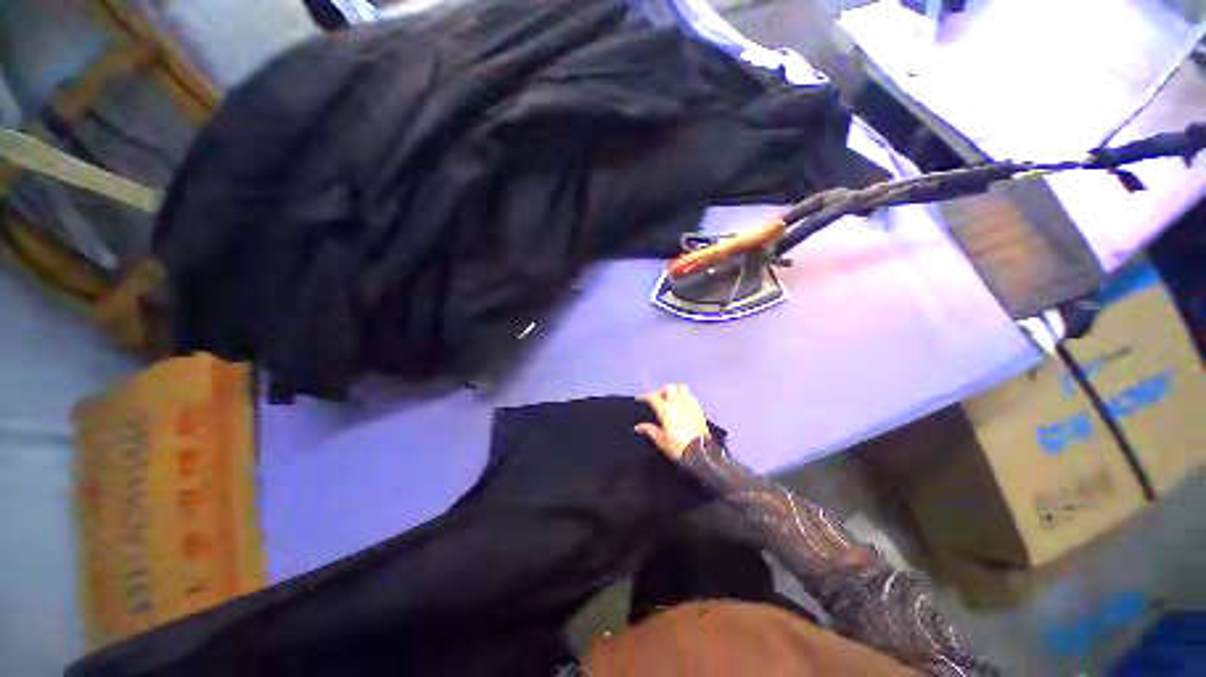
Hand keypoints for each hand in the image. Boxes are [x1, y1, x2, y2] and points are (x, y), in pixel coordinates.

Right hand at [635, 383, 709, 459]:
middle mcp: (677, 402)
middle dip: (661, 391)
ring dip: (675, 391)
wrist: (701, 452)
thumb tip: (638, 427)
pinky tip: (683, 405)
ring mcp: (689, 404)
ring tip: (671, 399)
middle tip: (657, 399)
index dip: (645, 396)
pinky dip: (685, 397)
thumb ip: (649, 430)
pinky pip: (691, 396)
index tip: (640, 399)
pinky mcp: (699, 409)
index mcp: (665, 409)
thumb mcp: (661, 440)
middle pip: (668, 388)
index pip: (652, 396)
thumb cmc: (678, 446)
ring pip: (681, 388)